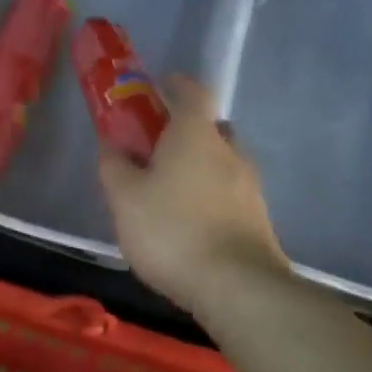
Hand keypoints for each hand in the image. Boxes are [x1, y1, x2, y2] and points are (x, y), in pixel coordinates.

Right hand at [97, 75, 288, 314]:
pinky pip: (230, 195)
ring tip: (170, 196)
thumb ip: (114, 166)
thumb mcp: (124, 199)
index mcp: (195, 135)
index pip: (192, 92)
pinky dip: (211, 198)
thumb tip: (112, 145)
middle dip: (185, 133)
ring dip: (199, 169)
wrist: (237, 287)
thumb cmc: (172, 231)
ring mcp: (250, 187)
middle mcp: (229, 152)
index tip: (159, 86)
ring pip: (222, 164)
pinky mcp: (259, 219)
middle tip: (157, 151)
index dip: (176, 85)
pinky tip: (191, 226)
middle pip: (210, 128)